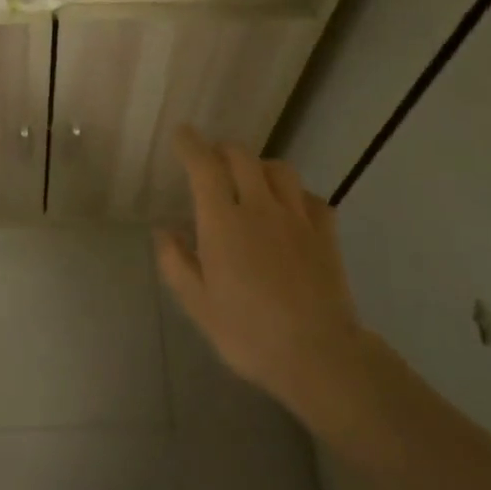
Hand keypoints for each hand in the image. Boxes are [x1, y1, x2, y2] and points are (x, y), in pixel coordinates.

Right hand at [155, 128, 364, 429]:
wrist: (319, 355)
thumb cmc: (248, 333)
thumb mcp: (198, 305)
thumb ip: (176, 262)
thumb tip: (164, 230)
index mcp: (223, 222)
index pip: (204, 166)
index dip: (191, 145)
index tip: (182, 134)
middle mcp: (259, 207)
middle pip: (242, 157)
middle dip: (223, 150)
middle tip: (212, 160)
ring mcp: (297, 218)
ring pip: (279, 169)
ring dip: (259, 166)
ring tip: (251, 180)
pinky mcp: (326, 234)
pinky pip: (311, 197)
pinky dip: (295, 194)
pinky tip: (290, 209)